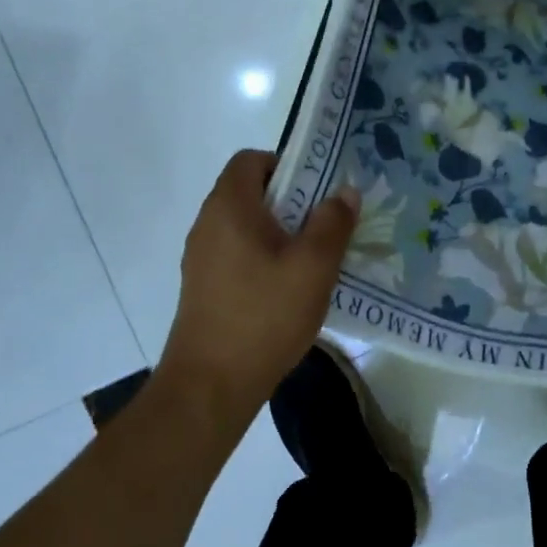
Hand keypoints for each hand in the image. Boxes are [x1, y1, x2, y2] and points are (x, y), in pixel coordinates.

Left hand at [155, 150, 359, 433]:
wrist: (210, 386)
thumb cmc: (264, 316)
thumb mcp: (313, 267)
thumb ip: (333, 223)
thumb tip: (344, 191)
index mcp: (229, 207)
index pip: (251, 159)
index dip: (287, 164)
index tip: (318, 191)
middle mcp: (208, 223)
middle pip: (250, 192)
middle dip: (292, 202)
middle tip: (326, 225)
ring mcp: (201, 257)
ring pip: (246, 226)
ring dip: (280, 232)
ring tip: (313, 259)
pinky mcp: (203, 287)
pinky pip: (238, 253)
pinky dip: (264, 257)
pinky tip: (289, 289)